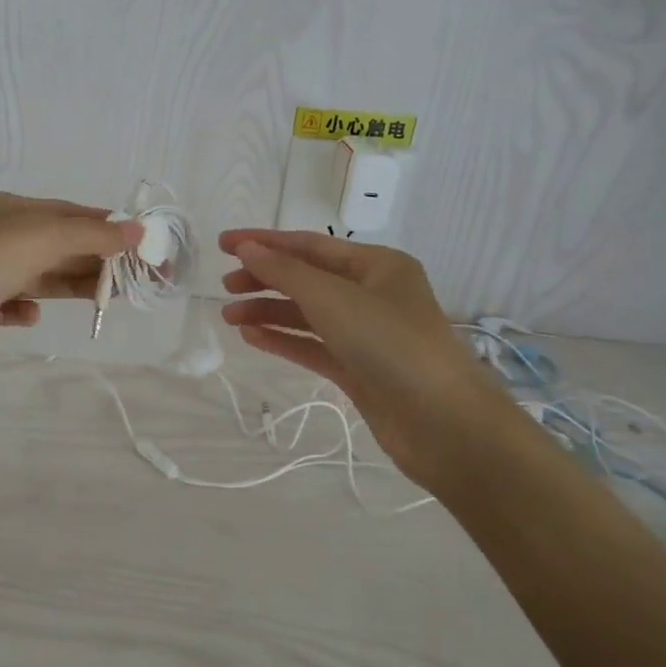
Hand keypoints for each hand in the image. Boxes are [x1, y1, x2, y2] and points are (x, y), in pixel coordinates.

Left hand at [0, 192, 141, 403]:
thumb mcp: (34, 239)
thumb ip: (87, 234)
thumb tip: (137, 230)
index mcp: (4, 209)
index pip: (69, 212)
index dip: (110, 227)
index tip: (149, 247)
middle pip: (59, 243)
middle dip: (99, 259)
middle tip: (142, 280)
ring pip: (40, 275)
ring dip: (73, 284)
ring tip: (109, 300)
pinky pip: (11, 304)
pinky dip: (27, 308)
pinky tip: (32, 317)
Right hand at [218, 229, 514, 482]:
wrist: (442, 423)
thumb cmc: (390, 344)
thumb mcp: (333, 299)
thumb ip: (285, 272)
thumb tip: (246, 249)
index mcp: (378, 265)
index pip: (310, 245)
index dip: (265, 242)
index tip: (223, 244)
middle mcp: (373, 294)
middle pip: (307, 278)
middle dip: (265, 279)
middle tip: (225, 287)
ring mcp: (366, 334)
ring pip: (307, 314)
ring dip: (269, 311)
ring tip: (229, 317)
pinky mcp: (359, 369)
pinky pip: (313, 345)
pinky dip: (284, 339)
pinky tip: (252, 338)